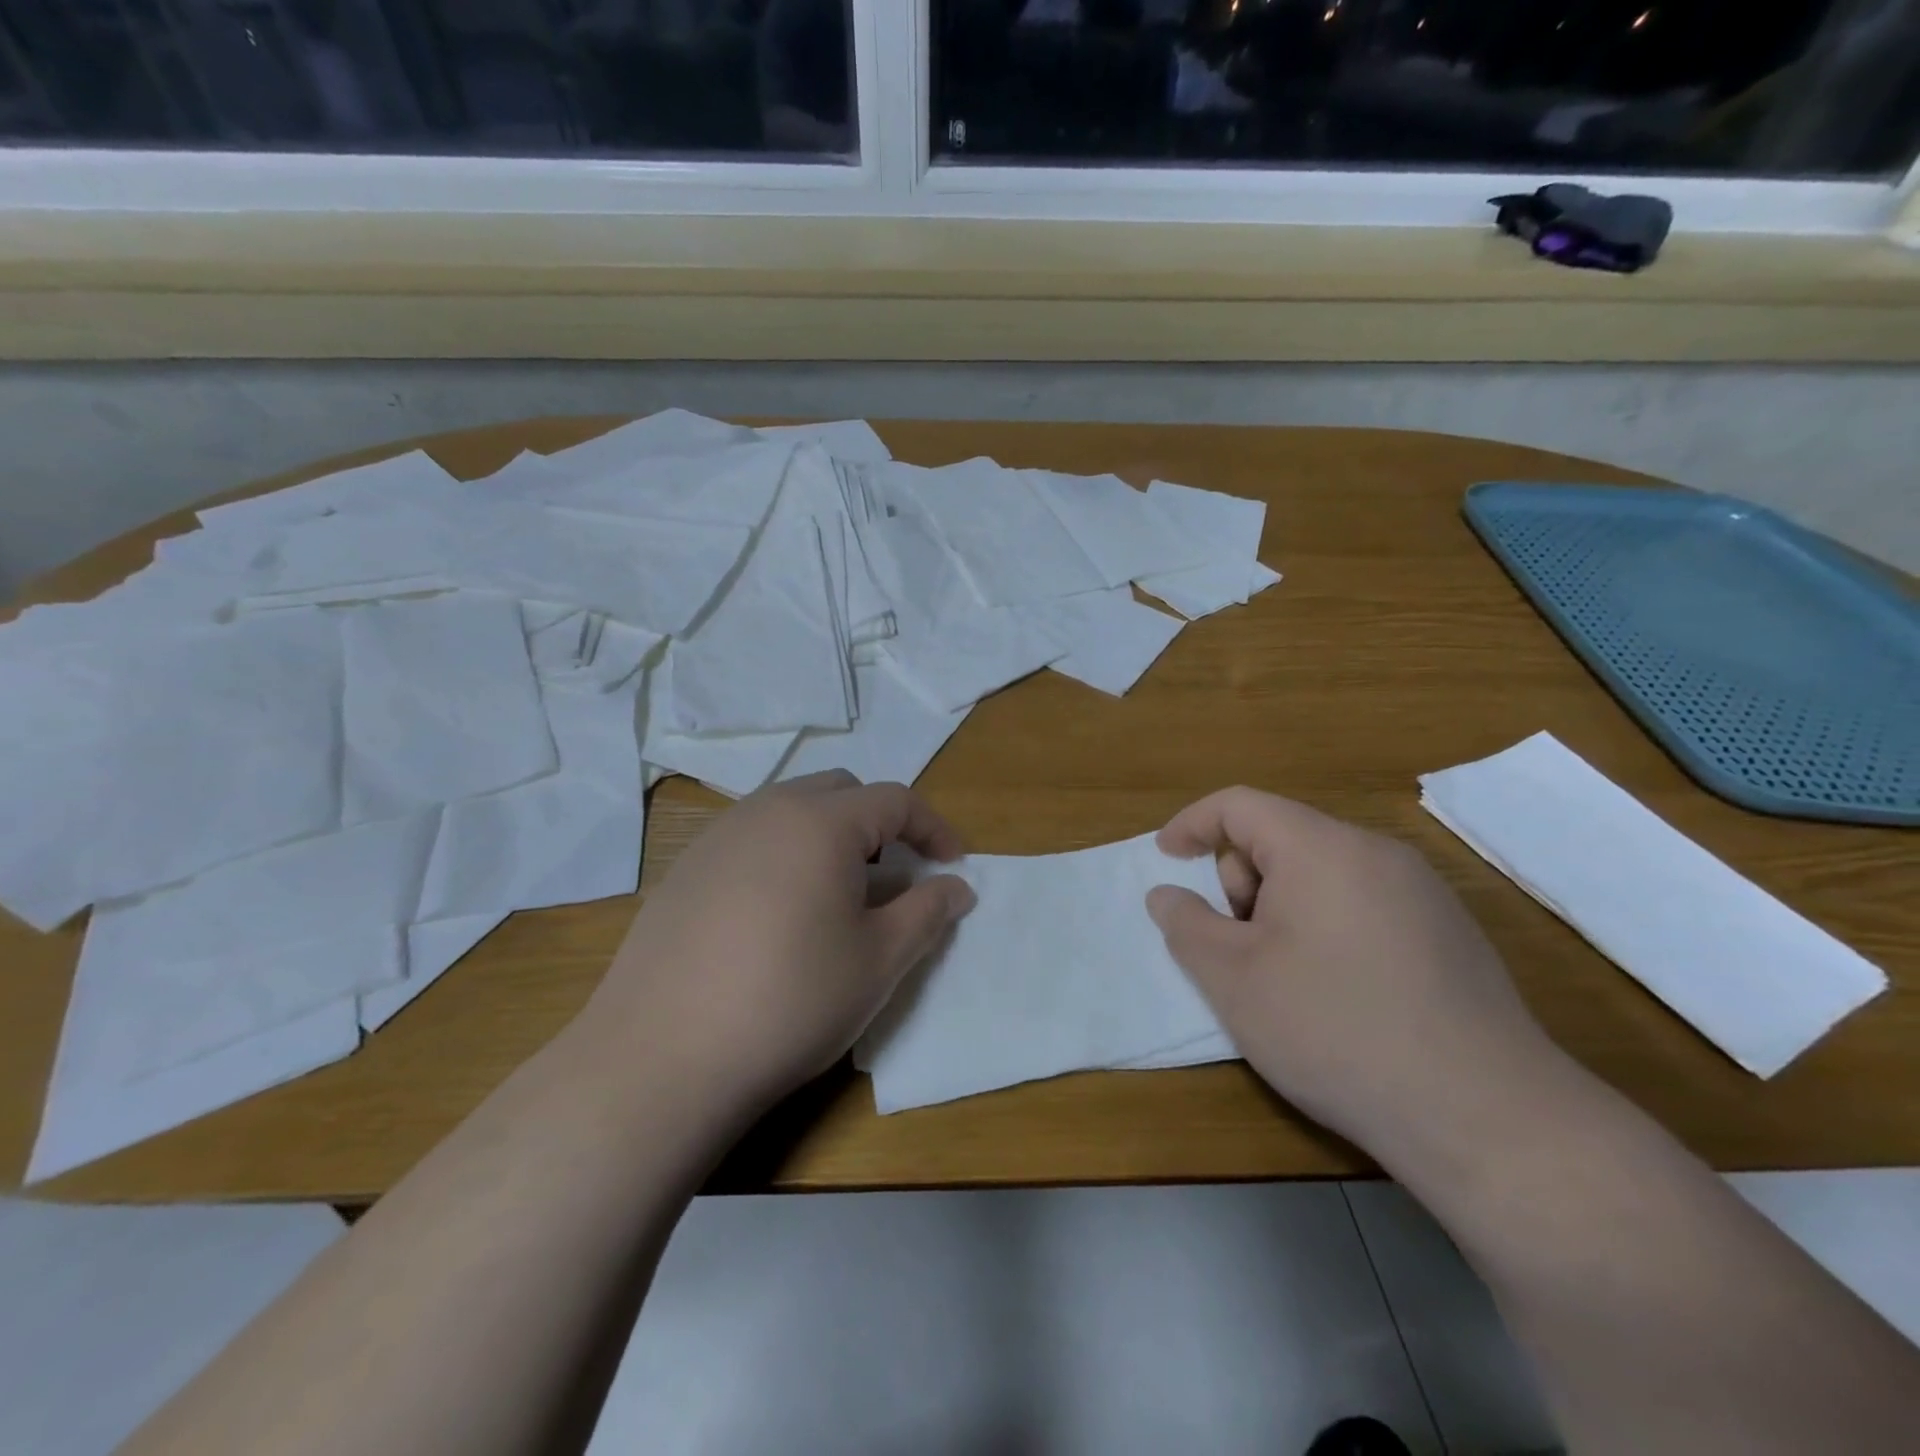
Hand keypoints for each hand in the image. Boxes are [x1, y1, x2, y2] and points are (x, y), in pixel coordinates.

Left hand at [585, 772, 975, 1121]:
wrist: (662, 1057)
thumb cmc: (790, 1001)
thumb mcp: (879, 961)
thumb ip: (928, 912)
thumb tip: (958, 887)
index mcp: (821, 823)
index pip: (895, 800)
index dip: (933, 828)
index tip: (953, 865)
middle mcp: (767, 811)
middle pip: (841, 792)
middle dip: (879, 823)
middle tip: (893, 875)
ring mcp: (718, 836)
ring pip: (791, 810)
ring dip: (830, 835)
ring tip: (838, 894)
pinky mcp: (684, 868)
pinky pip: (751, 838)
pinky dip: (785, 854)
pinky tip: (778, 914)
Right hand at [1146, 787, 1565, 1160]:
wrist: (1483, 1116)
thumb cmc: (1334, 1030)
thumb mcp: (1233, 979)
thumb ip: (1186, 925)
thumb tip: (1167, 895)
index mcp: (1321, 847)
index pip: (1239, 805)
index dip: (1192, 824)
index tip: (1166, 859)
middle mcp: (1376, 852)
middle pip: (1282, 837)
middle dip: (1241, 881)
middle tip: (1237, 949)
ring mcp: (1422, 891)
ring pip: (1322, 873)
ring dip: (1282, 907)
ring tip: (1284, 978)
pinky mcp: (1450, 932)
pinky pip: (1363, 902)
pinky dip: (1327, 926)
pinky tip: (1339, 994)